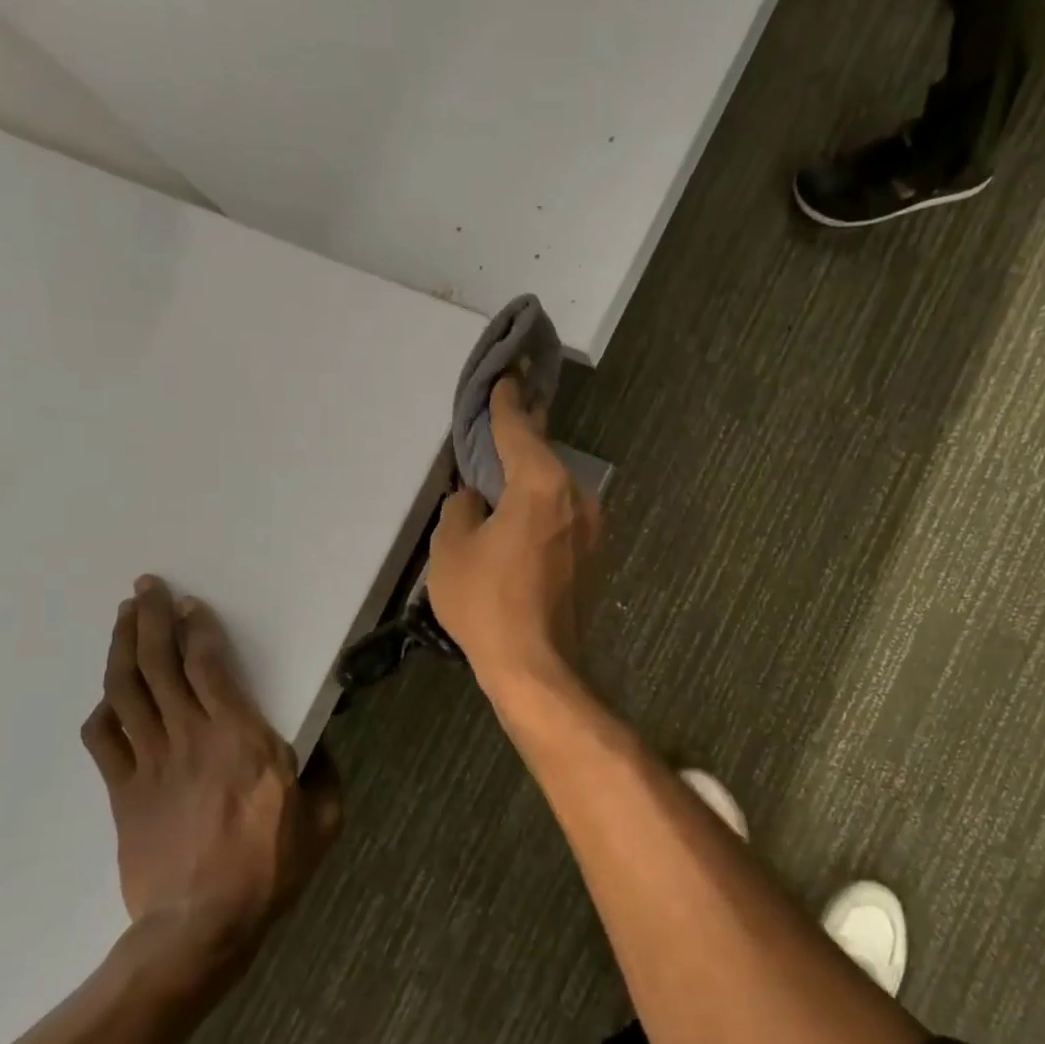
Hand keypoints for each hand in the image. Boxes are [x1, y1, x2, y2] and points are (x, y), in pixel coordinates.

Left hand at [81, 577, 342, 967]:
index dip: (196, 630)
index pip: (209, 668)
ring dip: (122, 649)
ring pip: (127, 692)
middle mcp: (191, 738)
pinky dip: (103, 710)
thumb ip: (323, 770)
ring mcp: (150, 764)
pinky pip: (104, 740)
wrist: (202, 925)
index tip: (189, 604)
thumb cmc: (272, 867)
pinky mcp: (123, 793)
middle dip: (149, 620)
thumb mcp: (324, 817)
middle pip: (160, 666)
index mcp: (243, 738)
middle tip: (144, 588)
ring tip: (122, 618)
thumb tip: (315, 744)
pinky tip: (109, 695)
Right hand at [429, 377, 601, 687]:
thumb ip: (462, 509)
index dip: (507, 403)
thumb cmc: (488, 603)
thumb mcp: (451, 549)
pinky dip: (541, 509)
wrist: (537, 667)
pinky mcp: (593, 557)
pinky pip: (561, 517)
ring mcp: (592, 529)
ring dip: (531, 479)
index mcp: (542, 485)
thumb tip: (475, 500)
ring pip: (555, 489)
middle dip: (522, 437)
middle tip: (505, 413)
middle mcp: (578, 497)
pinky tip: (520, 518)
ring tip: (504, 473)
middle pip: (544, 456)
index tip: (507, 376)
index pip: (520, 430)